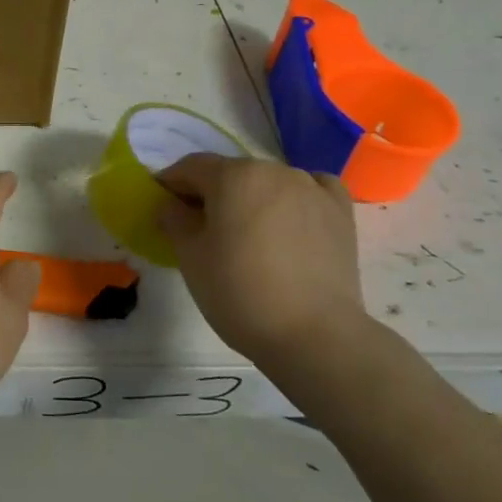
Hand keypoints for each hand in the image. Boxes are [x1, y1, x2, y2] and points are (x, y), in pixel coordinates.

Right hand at [156, 154, 367, 366]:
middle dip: (210, 193)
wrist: (314, 335)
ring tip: (245, 233)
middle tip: (198, 226)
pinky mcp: (340, 212)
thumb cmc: (240, 292)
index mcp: (234, 175)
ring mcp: (312, 189)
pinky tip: (289, 220)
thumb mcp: (190, 257)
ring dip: (250, 198)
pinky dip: (293, 200)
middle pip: (231, 173)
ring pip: (268, 183)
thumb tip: (172, 205)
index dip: (170, 183)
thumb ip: (174, 220)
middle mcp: (275, 170)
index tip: (161, 205)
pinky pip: (310, 191)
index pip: (191, 167)